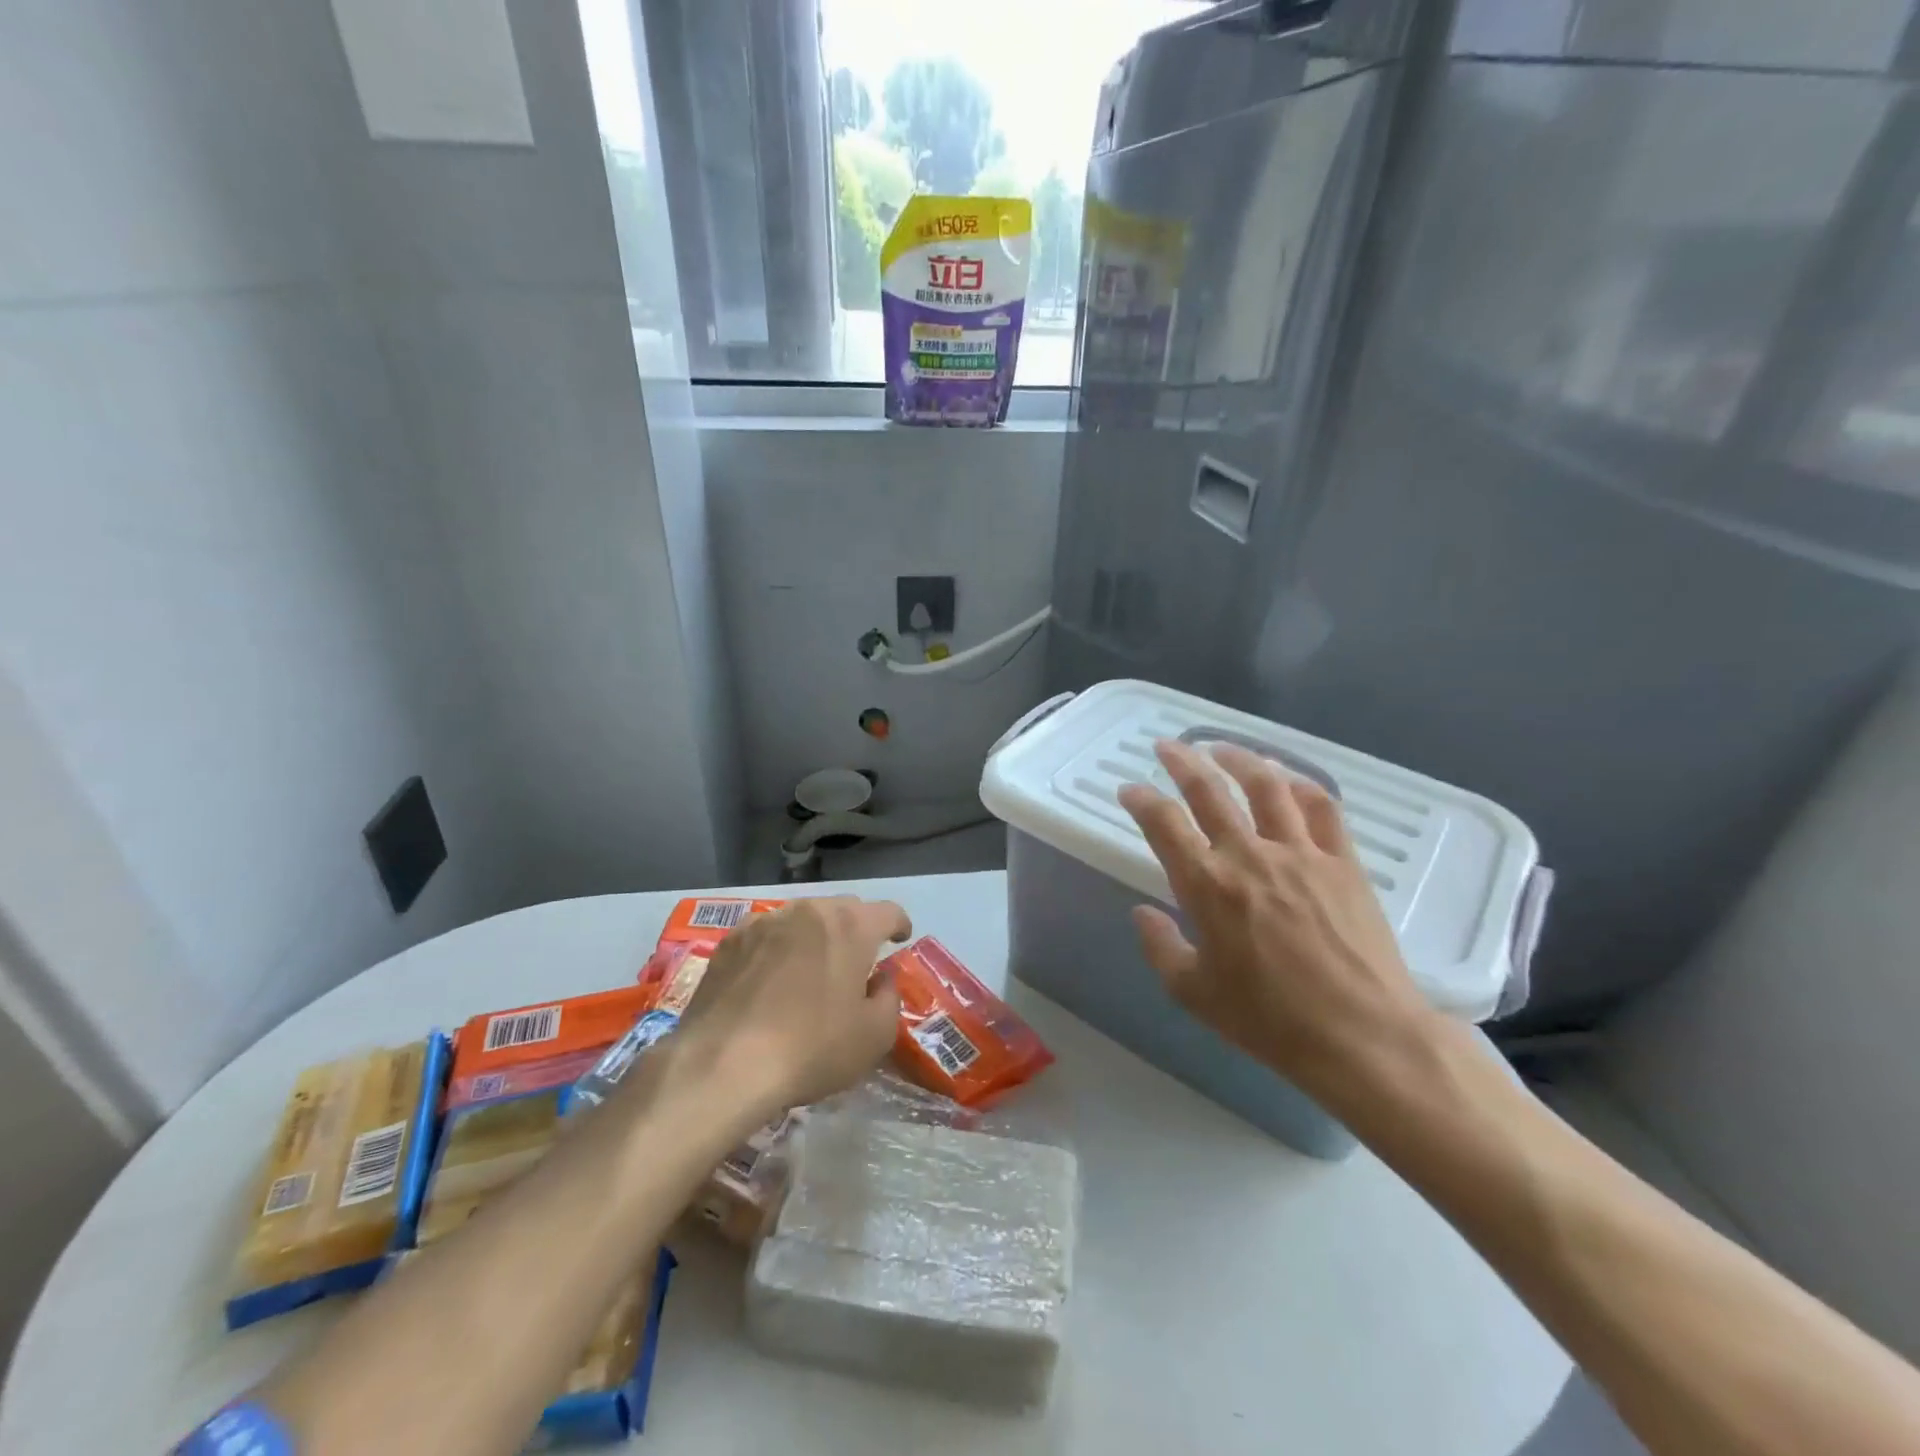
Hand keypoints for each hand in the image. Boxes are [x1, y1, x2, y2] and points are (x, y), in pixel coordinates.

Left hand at [674, 896, 911, 1118]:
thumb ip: (889, 998)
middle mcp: (809, 911)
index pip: (888, 911)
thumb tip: (880, 979)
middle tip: (857, 960)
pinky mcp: (731, 941)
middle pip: (844, 909)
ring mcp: (765, 921)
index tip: (900, 940)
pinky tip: (771, 978)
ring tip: (811, 968)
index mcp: (851, 926)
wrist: (723, 1064)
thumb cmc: (811, 1048)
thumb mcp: (874, 1036)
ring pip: (803, 918)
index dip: (899, 925)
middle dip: (856, 928)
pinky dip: (778, 947)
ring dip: (815, 936)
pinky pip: (767, 934)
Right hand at [1117, 741, 1433, 1104]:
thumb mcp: (1194, 994)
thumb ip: (1160, 947)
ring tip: (1220, 747)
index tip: (1129, 788)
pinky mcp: (1343, 861)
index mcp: (1207, 886)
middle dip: (1181, 761)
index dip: (1141, 799)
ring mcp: (1301, 852)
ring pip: (1265, 785)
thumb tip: (1142, 912)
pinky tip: (1288, 779)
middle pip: (1209, 790)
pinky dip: (1301, 784)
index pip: (1163, 823)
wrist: (1363, 1037)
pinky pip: (1321, 807)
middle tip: (1167, 745)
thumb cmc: (1270, 1021)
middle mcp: (1249, 855)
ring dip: (1239, 759)